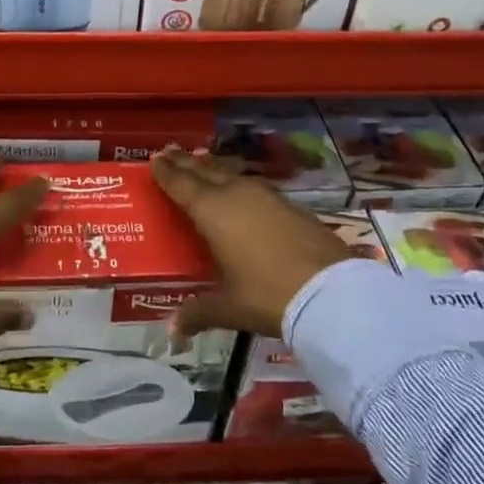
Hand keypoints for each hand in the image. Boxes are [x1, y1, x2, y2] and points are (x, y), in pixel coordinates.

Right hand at [150, 148, 352, 340]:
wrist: (330, 291)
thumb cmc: (267, 295)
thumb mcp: (228, 307)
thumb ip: (198, 313)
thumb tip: (172, 332)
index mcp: (212, 211)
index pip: (181, 184)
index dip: (166, 172)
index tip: (154, 159)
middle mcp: (236, 194)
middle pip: (205, 171)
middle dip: (185, 162)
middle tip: (169, 152)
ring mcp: (266, 196)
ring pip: (231, 174)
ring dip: (213, 168)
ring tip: (201, 163)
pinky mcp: (290, 205)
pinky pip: (253, 186)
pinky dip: (238, 183)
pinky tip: (241, 191)